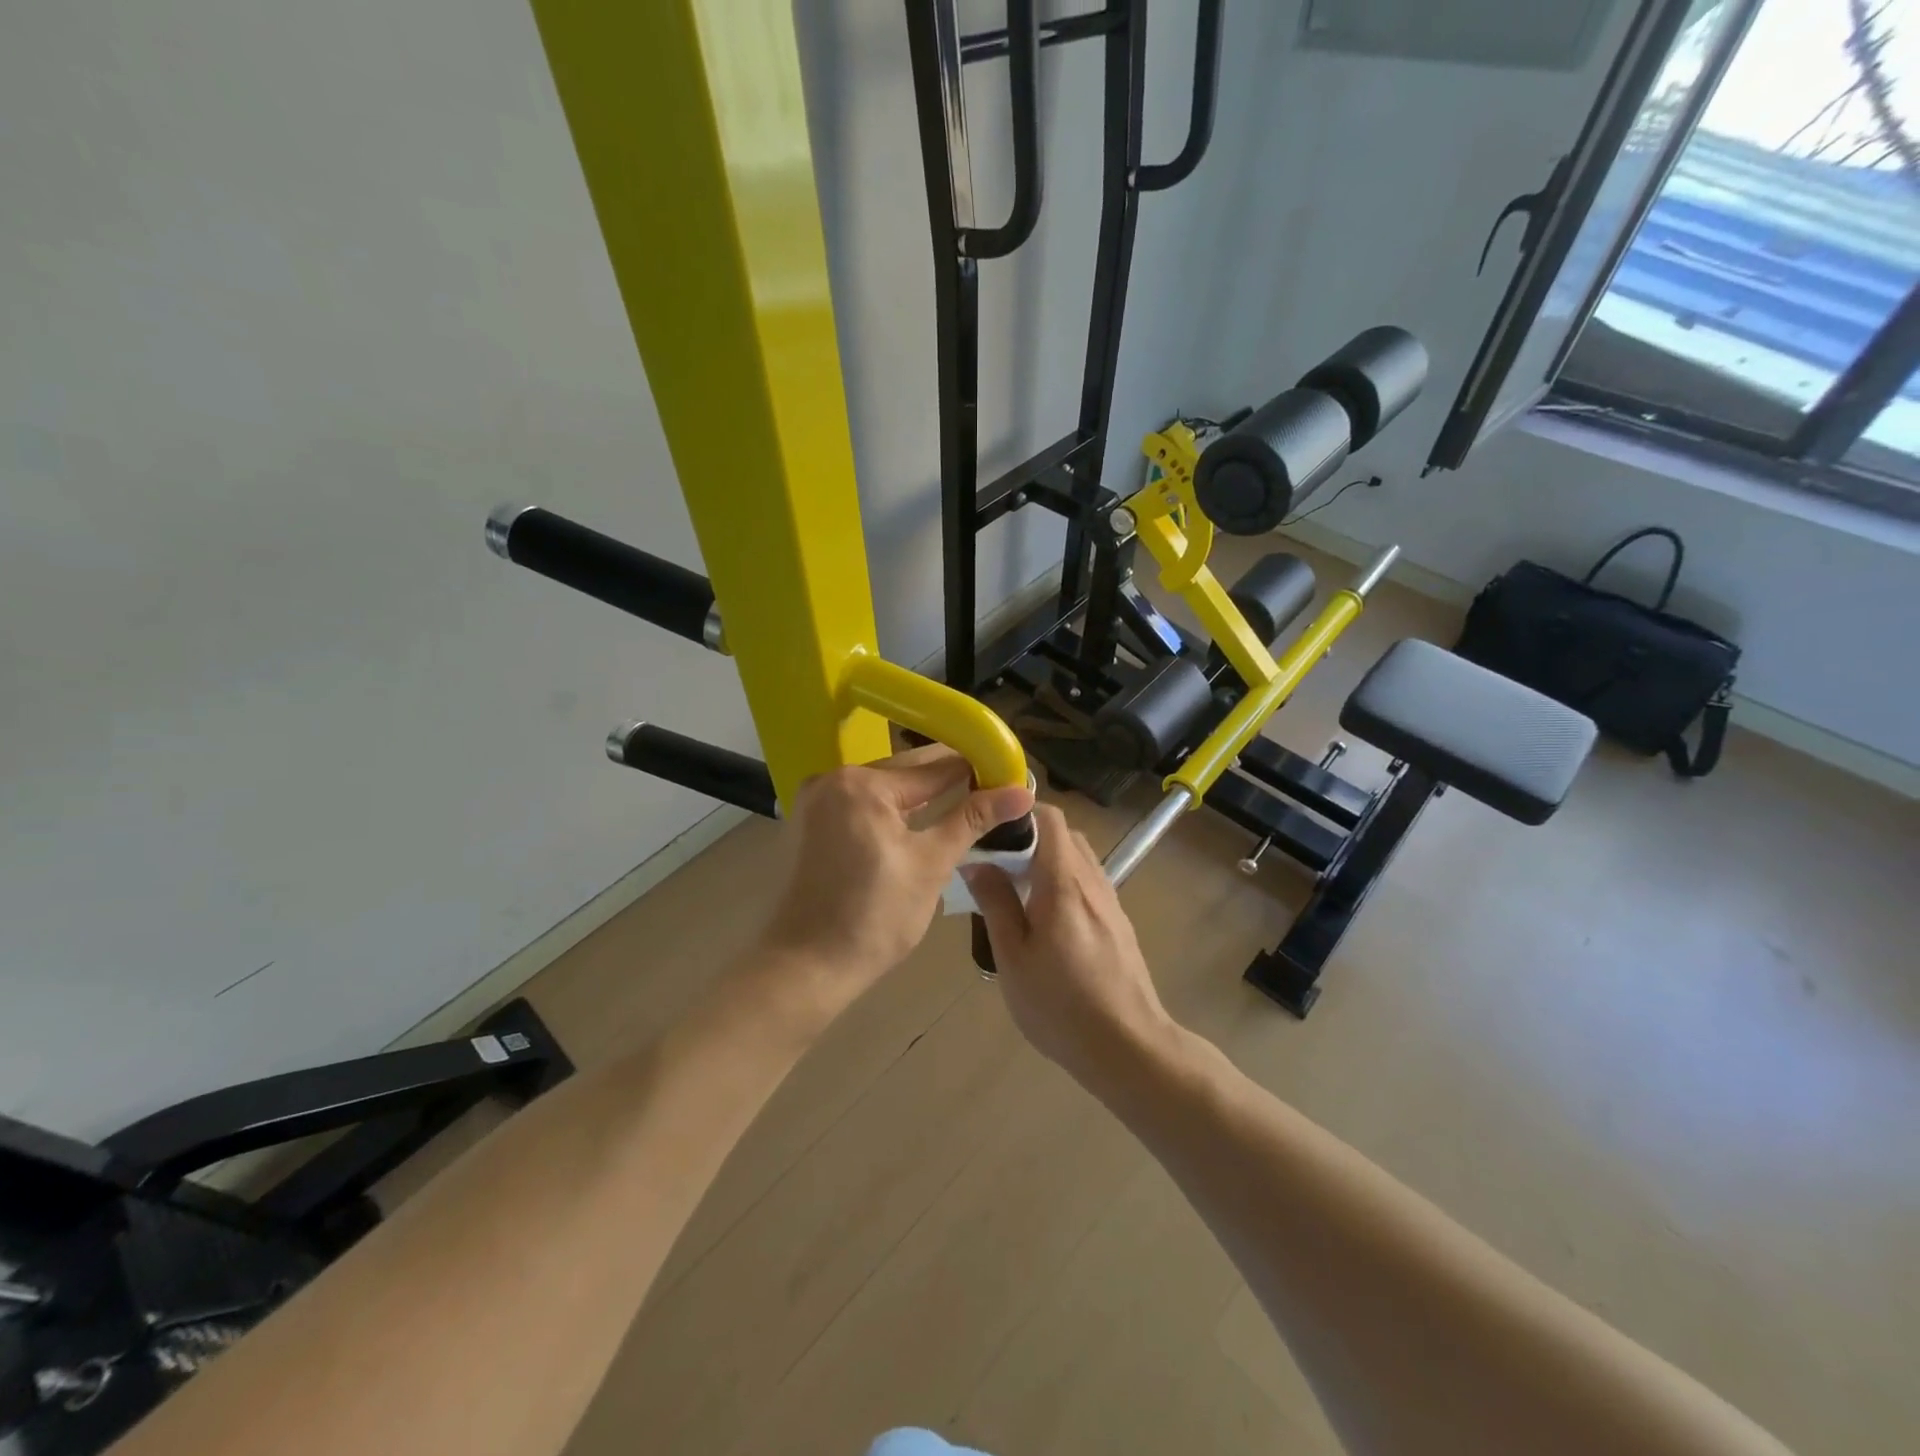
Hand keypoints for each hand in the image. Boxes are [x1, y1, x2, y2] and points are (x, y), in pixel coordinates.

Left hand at [760, 745, 1033, 1003]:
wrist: (806, 967)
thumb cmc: (874, 919)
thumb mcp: (931, 865)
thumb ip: (973, 819)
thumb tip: (1023, 792)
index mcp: (863, 785)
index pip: (935, 766)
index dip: (977, 769)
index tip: (1011, 774)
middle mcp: (834, 778)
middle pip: (907, 771)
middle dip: (950, 781)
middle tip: (995, 791)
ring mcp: (816, 798)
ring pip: (885, 788)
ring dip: (922, 796)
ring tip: (967, 804)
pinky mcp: (810, 821)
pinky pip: (863, 803)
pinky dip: (892, 810)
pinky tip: (921, 820)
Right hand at [965, 804, 1174, 1081]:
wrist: (1128, 1047)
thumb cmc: (1061, 1004)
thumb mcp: (1013, 957)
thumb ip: (996, 903)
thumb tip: (977, 862)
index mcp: (1064, 882)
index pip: (1049, 818)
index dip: (1019, 811)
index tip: (989, 827)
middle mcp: (1092, 881)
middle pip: (1064, 834)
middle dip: (1028, 837)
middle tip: (996, 863)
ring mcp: (1110, 901)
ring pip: (1077, 858)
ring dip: (1046, 860)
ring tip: (1016, 891)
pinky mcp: (1118, 921)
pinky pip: (1087, 882)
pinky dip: (1062, 881)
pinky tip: (1045, 918)